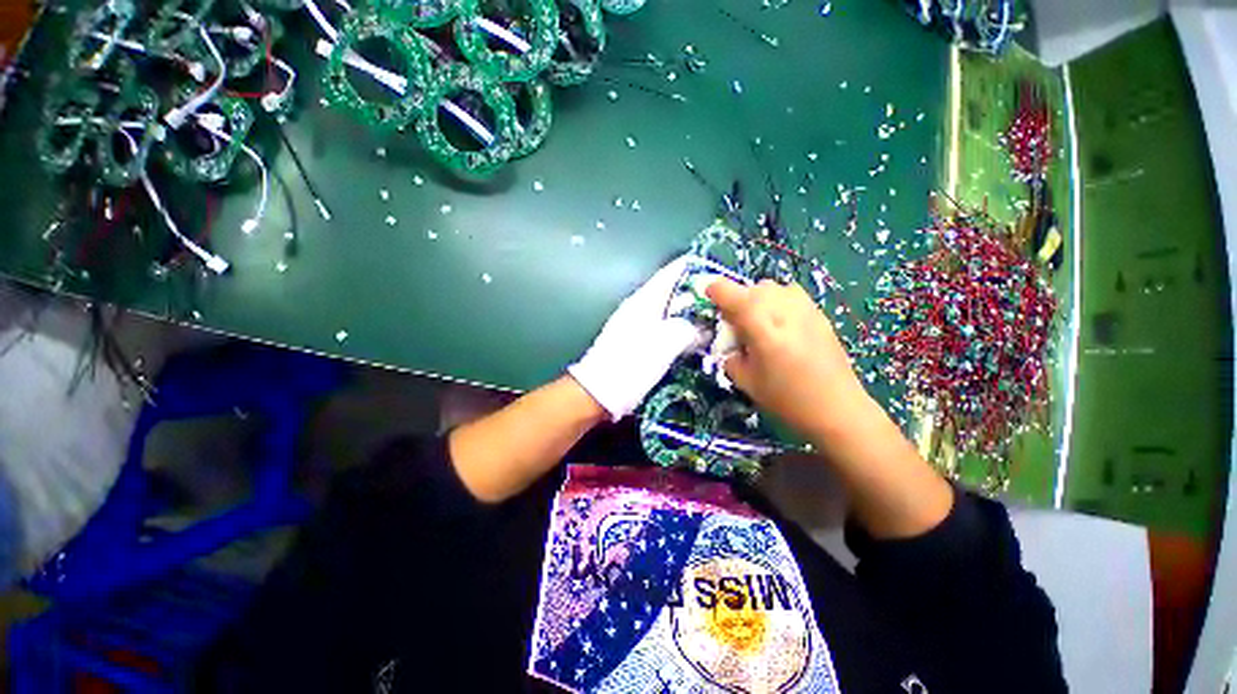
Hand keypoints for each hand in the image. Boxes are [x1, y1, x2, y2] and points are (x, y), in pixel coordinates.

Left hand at [569, 256, 702, 419]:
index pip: (670, 274)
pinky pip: (665, 331)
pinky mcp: (638, 345)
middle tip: (725, 300)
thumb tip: (704, 327)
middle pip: (672, 293)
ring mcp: (638, 327)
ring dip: (690, 315)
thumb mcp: (665, 343)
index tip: (716, 270)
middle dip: (697, 294)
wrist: (600, 392)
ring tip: (716, 319)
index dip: (693, 268)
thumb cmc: (631, 363)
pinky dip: (681, 331)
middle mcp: (640, 309)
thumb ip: (688, 329)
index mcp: (644, 301)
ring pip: (670, 314)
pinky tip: (695, 340)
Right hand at [705, 278, 870, 439]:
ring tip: (763, 327)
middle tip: (740, 330)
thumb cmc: (785, 397)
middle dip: (738, 304)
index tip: (713, 309)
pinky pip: (789, 295)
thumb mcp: (744, 379)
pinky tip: (783, 329)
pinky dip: (778, 305)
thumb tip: (730, 341)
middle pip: (749, 288)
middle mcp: (781, 306)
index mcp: (759, 323)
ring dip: (758, 302)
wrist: (836, 407)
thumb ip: (728, 353)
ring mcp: (803, 305)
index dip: (713, 294)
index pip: (725, 290)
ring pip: (770, 288)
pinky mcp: (818, 311)